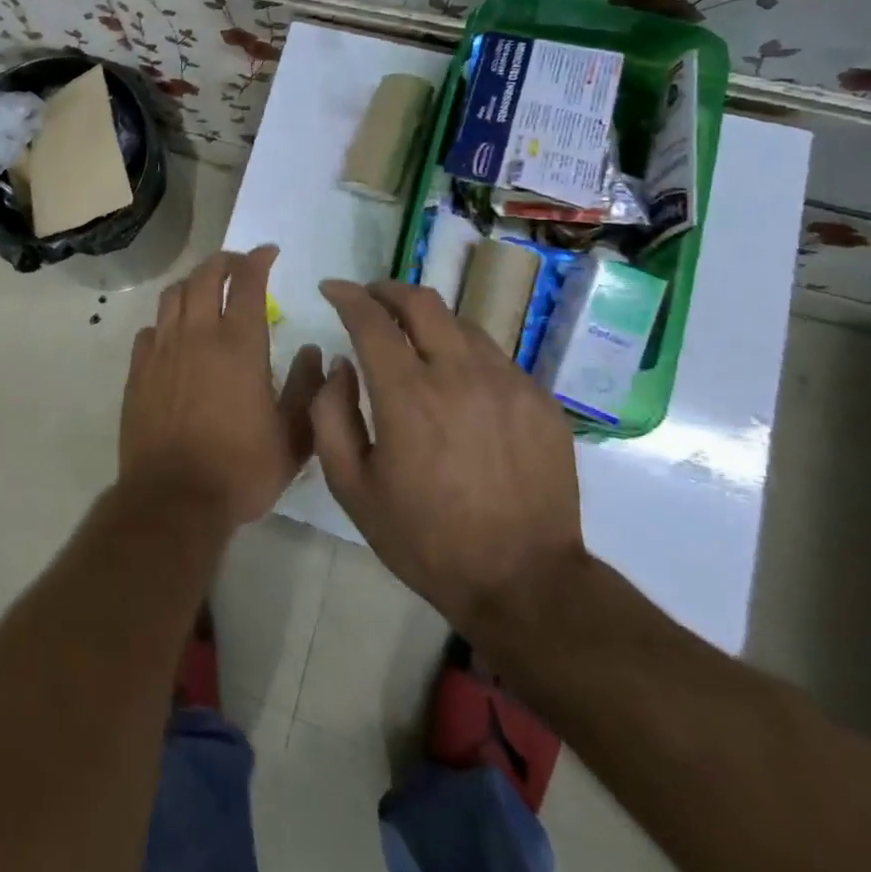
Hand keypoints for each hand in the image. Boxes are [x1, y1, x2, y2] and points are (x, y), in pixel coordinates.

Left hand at [119, 246, 323, 527]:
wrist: (174, 498)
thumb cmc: (241, 469)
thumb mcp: (293, 437)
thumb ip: (309, 389)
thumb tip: (315, 352)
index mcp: (239, 344)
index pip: (247, 281)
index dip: (258, 259)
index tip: (269, 253)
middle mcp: (197, 335)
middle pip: (205, 276)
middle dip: (224, 261)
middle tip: (238, 265)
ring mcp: (162, 350)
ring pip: (173, 295)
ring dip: (192, 283)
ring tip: (205, 290)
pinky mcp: (138, 370)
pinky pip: (150, 329)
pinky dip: (166, 321)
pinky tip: (174, 334)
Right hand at [310, 279, 586, 638]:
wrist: (524, 582)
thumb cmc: (425, 538)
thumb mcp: (352, 486)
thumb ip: (330, 415)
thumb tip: (339, 366)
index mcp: (407, 395)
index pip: (370, 319)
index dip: (346, 295)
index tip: (331, 289)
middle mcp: (459, 374)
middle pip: (421, 302)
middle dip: (387, 290)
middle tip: (370, 298)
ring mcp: (508, 383)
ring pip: (461, 324)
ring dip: (427, 321)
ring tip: (413, 340)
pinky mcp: (540, 400)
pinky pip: (494, 357)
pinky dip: (464, 354)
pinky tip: (457, 382)